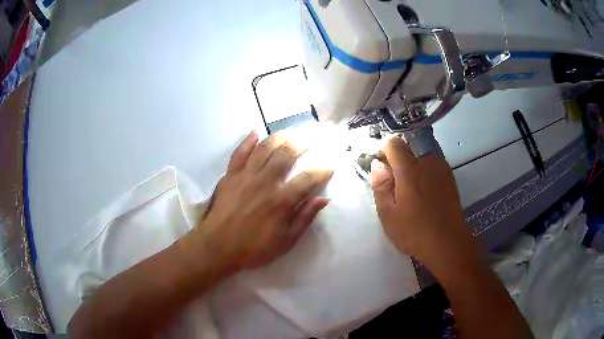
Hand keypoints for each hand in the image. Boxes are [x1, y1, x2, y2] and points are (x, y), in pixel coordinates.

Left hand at [188, 131, 332, 274]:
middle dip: (300, 144)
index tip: (328, 167)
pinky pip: (239, 152)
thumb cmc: (254, 248)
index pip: (308, 179)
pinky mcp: (230, 175)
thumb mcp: (286, 241)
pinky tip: (255, 133)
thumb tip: (323, 199)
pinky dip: (247, 141)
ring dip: (278, 138)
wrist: (218, 246)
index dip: (321, 171)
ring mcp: (246, 176)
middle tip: (308, 140)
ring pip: (264, 149)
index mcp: (282, 201)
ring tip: (287, 133)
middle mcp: (266, 182)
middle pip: (286, 155)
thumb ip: (305, 218)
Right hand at [370, 136, 471, 264]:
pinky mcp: (449, 176)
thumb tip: (378, 164)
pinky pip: (432, 161)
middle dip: (398, 154)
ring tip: (408, 185)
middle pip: (409, 143)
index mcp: (410, 170)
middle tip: (393, 177)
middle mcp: (427, 162)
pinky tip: (422, 189)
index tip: (380, 165)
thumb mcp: (388, 214)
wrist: (448, 243)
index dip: (383, 149)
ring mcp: (441, 167)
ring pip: (422, 151)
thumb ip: (380, 186)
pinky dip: (424, 167)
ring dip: (412, 160)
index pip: (394, 142)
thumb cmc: (414, 232)